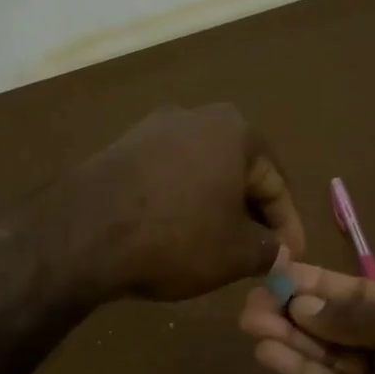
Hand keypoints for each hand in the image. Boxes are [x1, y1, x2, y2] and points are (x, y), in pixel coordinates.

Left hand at [36, 104, 305, 302]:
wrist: (83, 232)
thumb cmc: (176, 237)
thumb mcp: (236, 254)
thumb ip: (269, 250)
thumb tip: (278, 253)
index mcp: (235, 131)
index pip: (275, 183)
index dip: (287, 226)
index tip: (291, 257)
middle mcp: (195, 116)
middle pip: (236, 173)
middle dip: (250, 214)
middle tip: (258, 252)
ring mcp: (151, 129)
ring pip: (200, 174)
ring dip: (213, 208)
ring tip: (217, 246)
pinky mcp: (119, 148)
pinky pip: (166, 178)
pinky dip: (179, 203)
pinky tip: (175, 233)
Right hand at [239, 264, 374, 373]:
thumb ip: (353, 318)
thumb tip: (302, 305)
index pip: (355, 293)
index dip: (318, 283)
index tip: (279, 272)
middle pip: (333, 325)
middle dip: (294, 310)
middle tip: (252, 301)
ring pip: (325, 355)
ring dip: (288, 337)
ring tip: (250, 321)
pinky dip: (298, 370)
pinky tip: (268, 352)